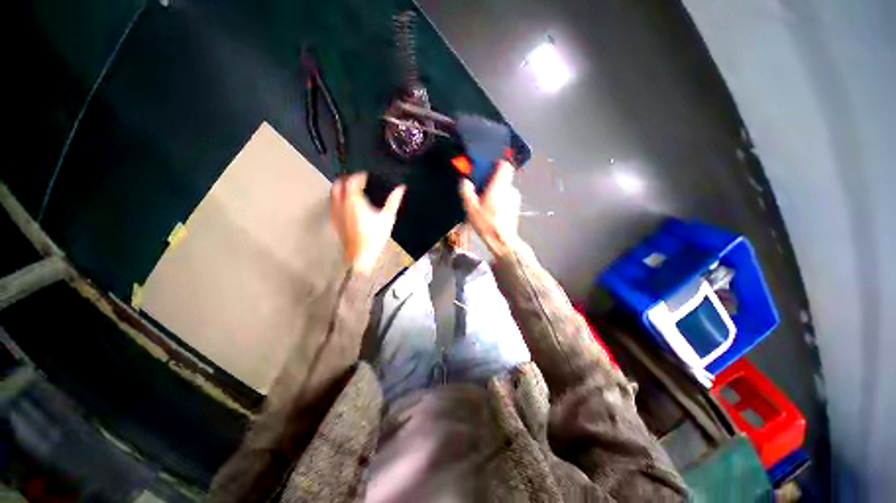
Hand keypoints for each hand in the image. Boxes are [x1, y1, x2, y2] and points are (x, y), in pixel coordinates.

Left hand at [330, 172, 405, 273]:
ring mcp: (335, 213)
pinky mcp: (334, 221)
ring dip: (341, 188)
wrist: (361, 256)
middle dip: (347, 179)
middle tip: (357, 181)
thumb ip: (393, 201)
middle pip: (338, 184)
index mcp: (354, 201)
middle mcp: (341, 204)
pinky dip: (338, 199)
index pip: (352, 181)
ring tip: (352, 190)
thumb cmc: (375, 237)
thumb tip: (401, 188)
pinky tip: (347, 205)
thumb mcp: (388, 218)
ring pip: (333, 194)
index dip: (358, 176)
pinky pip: (333, 204)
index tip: (365, 176)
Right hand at [459, 161, 521, 256]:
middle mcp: (510, 189)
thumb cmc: (486, 224)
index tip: (486, 168)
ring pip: (504, 188)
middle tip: (481, 190)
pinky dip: (501, 199)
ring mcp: (515, 198)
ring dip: (496, 191)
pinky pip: (507, 197)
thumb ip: (466, 191)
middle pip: (502, 177)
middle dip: (491, 181)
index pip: (504, 165)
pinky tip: (493, 210)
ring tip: (486, 203)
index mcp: (499, 186)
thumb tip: (465, 181)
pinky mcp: (516, 206)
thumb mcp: (470, 208)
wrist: (502, 241)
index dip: (496, 163)